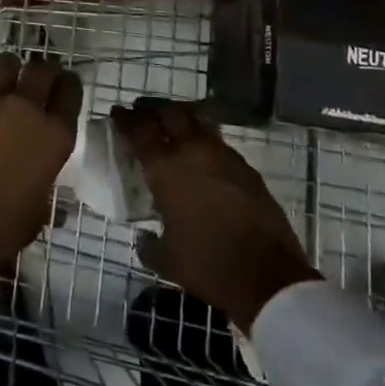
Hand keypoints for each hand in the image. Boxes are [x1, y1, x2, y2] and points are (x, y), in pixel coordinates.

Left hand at [0, 53, 82, 293]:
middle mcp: (25, 110)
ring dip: (10, 72)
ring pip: (6, 64)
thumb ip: (46, 194)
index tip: (65, 90)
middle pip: (42, 69)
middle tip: (41, 82)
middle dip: (45, 71)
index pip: (71, 92)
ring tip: (6, 87)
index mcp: (53, 137)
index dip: (69, 87)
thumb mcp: (35, 217)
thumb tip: (57, 204)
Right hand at [112, 99, 318, 328]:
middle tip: (143, 112)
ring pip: (197, 120)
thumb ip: (149, 245)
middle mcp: (192, 151)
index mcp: (165, 169)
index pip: (139, 131)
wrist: (267, 275)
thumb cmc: (208, 265)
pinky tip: (202, 154)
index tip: (117, 112)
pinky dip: (205, 139)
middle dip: (153, 109)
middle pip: (169, 113)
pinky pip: (219, 141)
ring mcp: (223, 155)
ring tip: (173, 125)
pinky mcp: (246, 167)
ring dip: (181, 118)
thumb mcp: (167, 260)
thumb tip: (144, 238)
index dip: (125, 119)